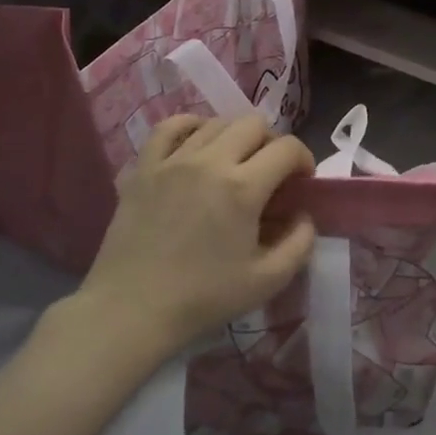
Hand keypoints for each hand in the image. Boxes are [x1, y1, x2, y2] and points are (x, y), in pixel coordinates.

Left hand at [82, 114, 315, 355]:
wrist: (131, 311)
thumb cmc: (203, 298)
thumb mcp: (268, 281)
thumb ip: (300, 243)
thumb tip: (304, 215)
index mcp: (243, 187)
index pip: (287, 148)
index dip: (304, 160)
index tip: (301, 182)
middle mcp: (210, 161)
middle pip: (254, 124)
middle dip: (272, 143)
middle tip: (270, 173)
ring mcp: (173, 160)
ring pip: (216, 123)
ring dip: (236, 137)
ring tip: (235, 162)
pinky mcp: (144, 168)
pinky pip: (170, 127)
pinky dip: (191, 127)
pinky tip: (198, 143)